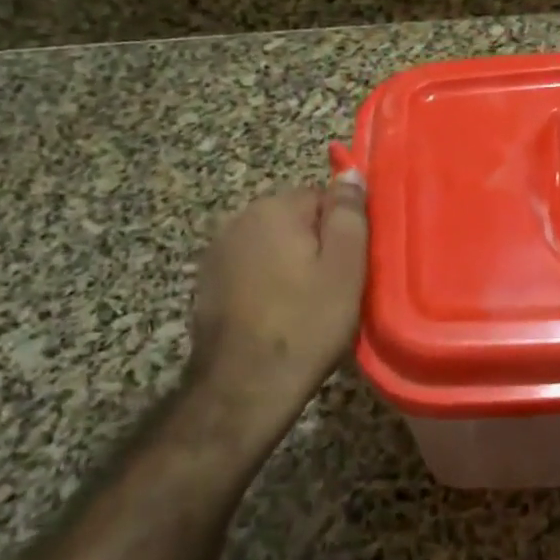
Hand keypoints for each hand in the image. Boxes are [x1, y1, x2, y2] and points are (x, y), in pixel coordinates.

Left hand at [177, 175, 367, 458]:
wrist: (243, 387)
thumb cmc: (305, 324)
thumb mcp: (345, 267)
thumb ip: (349, 213)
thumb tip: (350, 172)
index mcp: (273, 208)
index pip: (322, 196)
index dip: (342, 230)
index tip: (352, 265)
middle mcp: (238, 219)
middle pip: (294, 219)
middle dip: (315, 245)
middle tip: (334, 288)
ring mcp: (217, 252)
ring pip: (271, 245)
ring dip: (290, 264)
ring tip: (306, 304)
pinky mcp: (207, 283)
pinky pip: (250, 269)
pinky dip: (266, 283)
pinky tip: (277, 314)